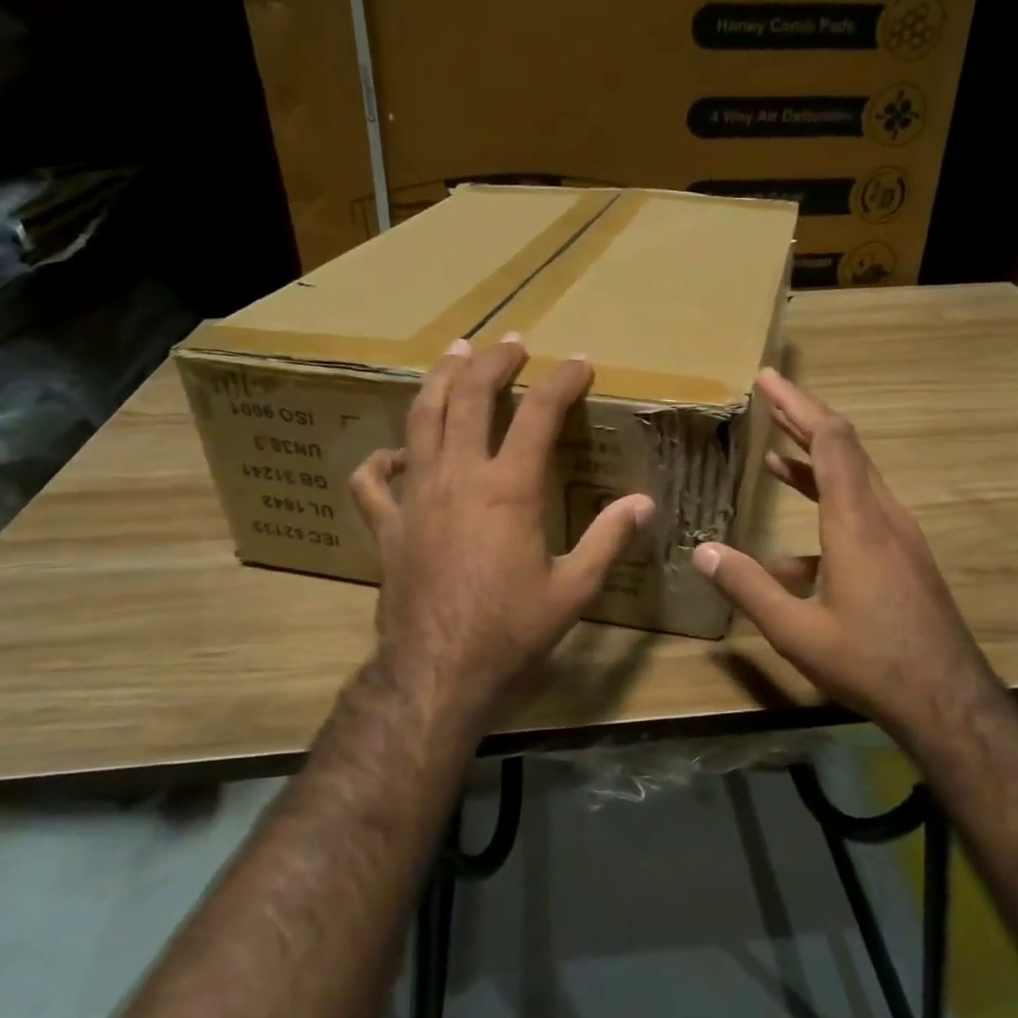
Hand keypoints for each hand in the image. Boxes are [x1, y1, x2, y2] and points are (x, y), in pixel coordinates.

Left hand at [348, 334, 654, 729]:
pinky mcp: (387, 526)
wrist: (438, 673)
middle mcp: (459, 478)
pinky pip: (373, 481)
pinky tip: (396, 453)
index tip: (581, 364)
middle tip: (510, 344)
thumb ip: (610, 540)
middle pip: (469, 397)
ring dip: (438, 381)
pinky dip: (382, 460)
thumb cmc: (510, 632)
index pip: (539, 414)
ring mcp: (415, 498)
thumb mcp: (574, 590)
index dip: (563, 381)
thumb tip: (644, 503)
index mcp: (508, 490)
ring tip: (453, 356)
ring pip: (420, 420)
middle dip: (492, 362)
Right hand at [693, 369, 994, 739]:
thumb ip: (747, 587)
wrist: (947, 699)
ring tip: (773, 450)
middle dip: (803, 417)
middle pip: (845, 447)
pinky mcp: (903, 557)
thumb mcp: (796, 631)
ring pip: (854, 479)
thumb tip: (702, 551)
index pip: (831, 440)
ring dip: (814, 460)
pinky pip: (861, 513)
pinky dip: (826, 506)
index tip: (767, 380)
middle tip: (767, 395)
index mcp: (856, 522)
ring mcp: (898, 536)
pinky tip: (792, 547)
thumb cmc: (870, 661)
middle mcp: (881, 516)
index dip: (797, 404)